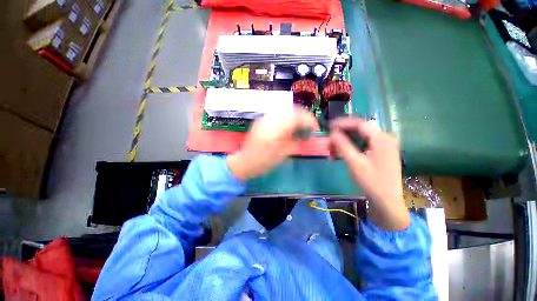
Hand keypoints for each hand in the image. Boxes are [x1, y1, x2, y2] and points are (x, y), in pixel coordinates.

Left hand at [227, 107, 318, 180]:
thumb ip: (296, 141)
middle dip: (304, 115)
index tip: (315, 128)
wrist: (245, 162)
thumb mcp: (282, 155)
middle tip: (309, 125)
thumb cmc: (264, 163)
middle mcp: (268, 121)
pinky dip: (287, 115)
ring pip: (284, 109)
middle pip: (291, 110)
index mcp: (274, 132)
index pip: (295, 118)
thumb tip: (307, 134)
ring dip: (295, 114)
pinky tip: (289, 123)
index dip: (309, 120)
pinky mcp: (260, 119)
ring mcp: (263, 119)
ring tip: (301, 124)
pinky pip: (277, 112)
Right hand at [329, 118, 409, 230]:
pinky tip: (342, 155)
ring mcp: (384, 146)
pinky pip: (364, 144)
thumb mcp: (354, 162)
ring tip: (333, 152)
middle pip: (360, 130)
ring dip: (345, 142)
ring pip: (360, 137)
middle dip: (342, 134)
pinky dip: (352, 147)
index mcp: (381, 139)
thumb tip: (332, 133)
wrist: (387, 201)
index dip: (342, 123)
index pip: (359, 124)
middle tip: (330, 142)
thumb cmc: (371, 182)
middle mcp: (385, 139)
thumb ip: (343, 145)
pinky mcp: (381, 153)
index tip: (329, 127)